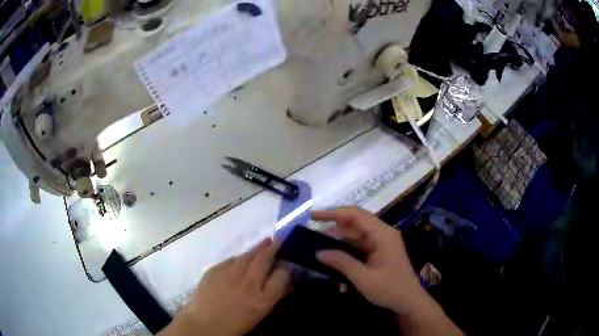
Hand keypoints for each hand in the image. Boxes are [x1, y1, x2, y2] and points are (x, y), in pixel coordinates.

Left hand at [161, 238, 290, 335]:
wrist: (204, 324)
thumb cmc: (235, 324)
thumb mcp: (260, 314)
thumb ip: (275, 296)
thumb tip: (288, 284)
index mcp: (262, 298)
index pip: (282, 275)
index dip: (287, 265)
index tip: (288, 260)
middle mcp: (248, 282)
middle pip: (265, 259)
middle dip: (273, 248)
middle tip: (278, 241)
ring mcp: (230, 274)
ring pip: (248, 255)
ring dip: (258, 248)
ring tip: (265, 242)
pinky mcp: (215, 269)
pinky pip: (231, 260)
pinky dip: (239, 257)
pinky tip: (242, 258)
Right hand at [313, 208, 462, 335]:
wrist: (409, 303)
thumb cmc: (390, 289)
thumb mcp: (363, 278)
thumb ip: (341, 262)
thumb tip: (319, 252)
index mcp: (382, 234)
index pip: (355, 215)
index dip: (333, 213)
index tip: (313, 216)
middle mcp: (382, 234)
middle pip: (354, 225)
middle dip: (333, 229)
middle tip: (312, 237)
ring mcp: (381, 244)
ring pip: (355, 237)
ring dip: (338, 243)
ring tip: (319, 250)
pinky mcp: (379, 254)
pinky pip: (359, 249)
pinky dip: (346, 254)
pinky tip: (335, 264)